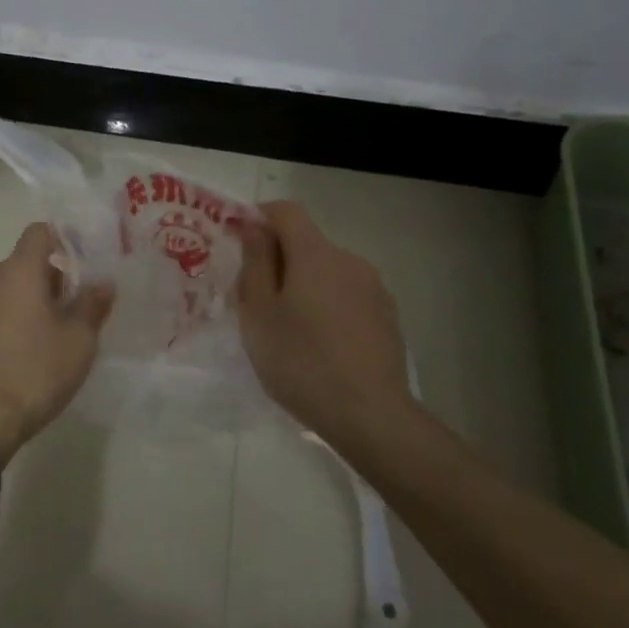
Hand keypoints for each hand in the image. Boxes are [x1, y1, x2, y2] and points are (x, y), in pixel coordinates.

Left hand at [0, 223, 114, 464]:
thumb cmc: (35, 372)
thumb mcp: (79, 341)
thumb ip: (92, 305)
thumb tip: (103, 283)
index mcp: (18, 272)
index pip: (39, 232)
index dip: (62, 239)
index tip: (81, 263)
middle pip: (23, 264)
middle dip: (49, 279)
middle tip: (73, 310)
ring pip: (5, 291)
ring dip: (27, 302)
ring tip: (49, 337)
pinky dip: (7, 323)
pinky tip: (21, 356)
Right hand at [237, 201, 411, 446]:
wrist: (371, 416)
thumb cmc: (302, 362)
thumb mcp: (260, 314)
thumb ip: (255, 263)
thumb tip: (253, 227)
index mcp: (315, 254)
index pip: (286, 211)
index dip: (260, 217)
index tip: (240, 244)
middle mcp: (349, 260)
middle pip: (306, 243)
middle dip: (278, 261)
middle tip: (255, 301)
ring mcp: (373, 288)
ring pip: (327, 272)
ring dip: (304, 286)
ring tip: (288, 330)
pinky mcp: (387, 316)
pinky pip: (347, 296)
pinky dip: (328, 306)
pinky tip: (321, 346)